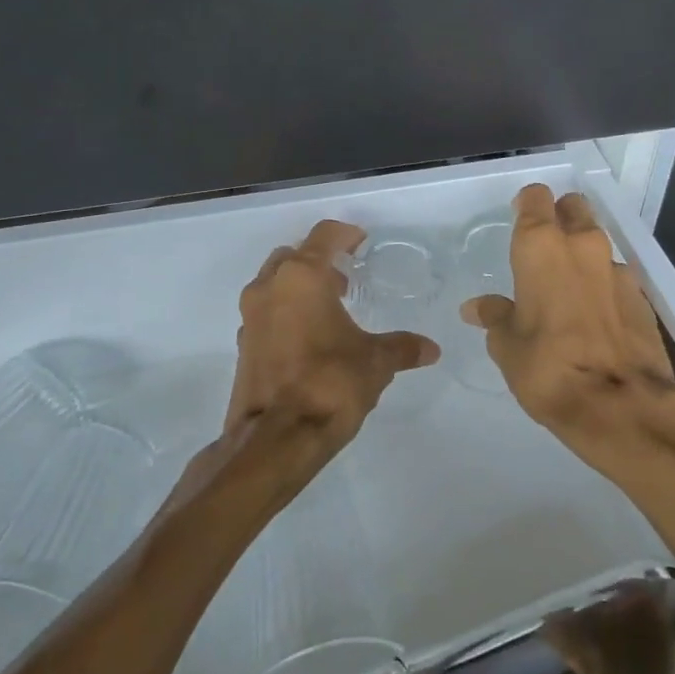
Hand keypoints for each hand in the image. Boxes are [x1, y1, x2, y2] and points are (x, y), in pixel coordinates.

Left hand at [228, 219, 439, 485]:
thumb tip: (431, 349)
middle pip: (293, 256)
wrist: (276, 439)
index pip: (323, 236)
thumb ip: (402, 348)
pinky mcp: (242, 345)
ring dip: (299, 288)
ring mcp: (250, 316)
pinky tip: (308, 339)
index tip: (361, 242)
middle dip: (318, 261)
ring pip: (274, 283)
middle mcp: (269, 287)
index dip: (345, 234)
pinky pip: (266, 314)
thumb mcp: (375, 363)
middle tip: (345, 279)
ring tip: (330, 310)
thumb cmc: (330, 384)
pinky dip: (285, 314)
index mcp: (301, 277)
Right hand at [460, 185, 674, 469]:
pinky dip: (603, 287)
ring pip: (597, 243)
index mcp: (541, 247)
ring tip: (567, 291)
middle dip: (559, 218)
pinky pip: (616, 277)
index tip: (517, 221)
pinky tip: (594, 318)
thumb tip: (477, 308)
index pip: (535, 198)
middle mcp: (582, 246)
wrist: (622, 406)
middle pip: (573, 208)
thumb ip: (495, 317)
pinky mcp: (643, 298)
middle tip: (543, 250)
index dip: (526, 205)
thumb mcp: (507, 346)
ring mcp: (618, 270)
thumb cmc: (548, 368)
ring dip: (582, 256)